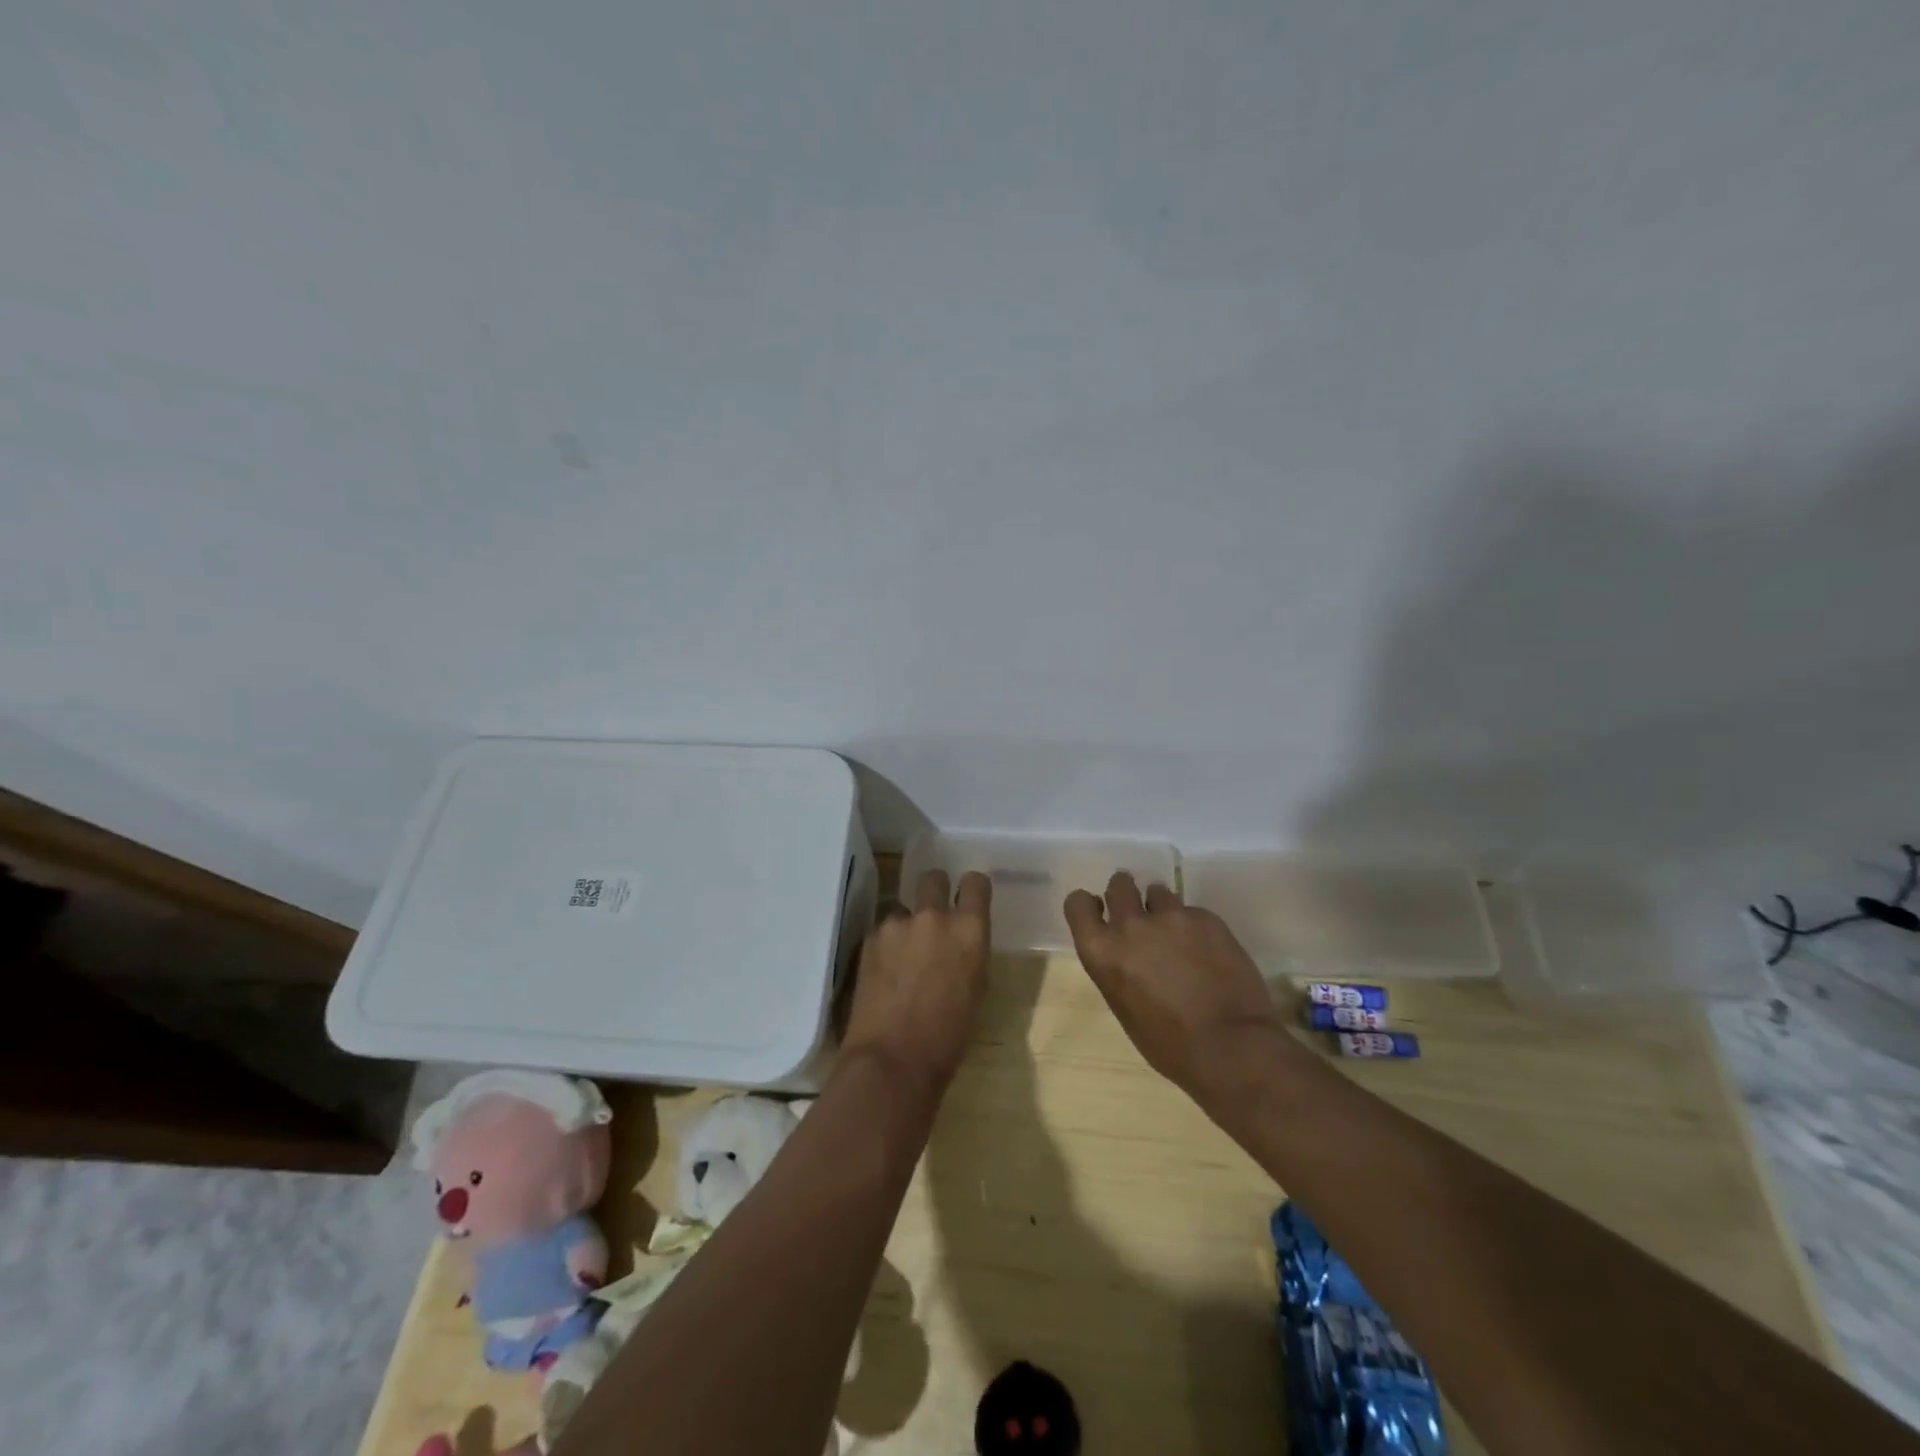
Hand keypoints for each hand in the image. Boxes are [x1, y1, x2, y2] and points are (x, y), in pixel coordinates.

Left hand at [840, 869, 992, 1098]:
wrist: (894, 1061)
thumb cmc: (948, 1037)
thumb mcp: (976, 990)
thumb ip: (969, 953)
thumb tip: (960, 944)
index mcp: (970, 930)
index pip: (975, 882)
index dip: (971, 889)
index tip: (968, 899)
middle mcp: (934, 917)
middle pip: (933, 878)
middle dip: (934, 891)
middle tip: (932, 917)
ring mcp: (897, 925)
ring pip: (901, 906)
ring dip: (905, 923)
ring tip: (902, 955)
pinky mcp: (869, 939)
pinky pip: (882, 930)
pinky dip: (885, 944)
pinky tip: (884, 971)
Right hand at [1064, 872, 1290, 1108]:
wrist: (1231, 1048)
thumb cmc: (1170, 1045)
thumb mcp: (1124, 1007)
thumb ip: (1118, 968)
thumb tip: (1128, 955)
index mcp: (1102, 951)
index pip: (1077, 904)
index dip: (1088, 905)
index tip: (1099, 911)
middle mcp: (1130, 925)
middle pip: (1119, 884)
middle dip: (1127, 894)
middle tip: (1141, 916)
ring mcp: (1170, 916)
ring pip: (1159, 892)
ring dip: (1163, 909)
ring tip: (1180, 937)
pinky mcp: (1206, 917)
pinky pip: (1193, 912)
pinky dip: (1196, 927)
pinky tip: (1210, 954)